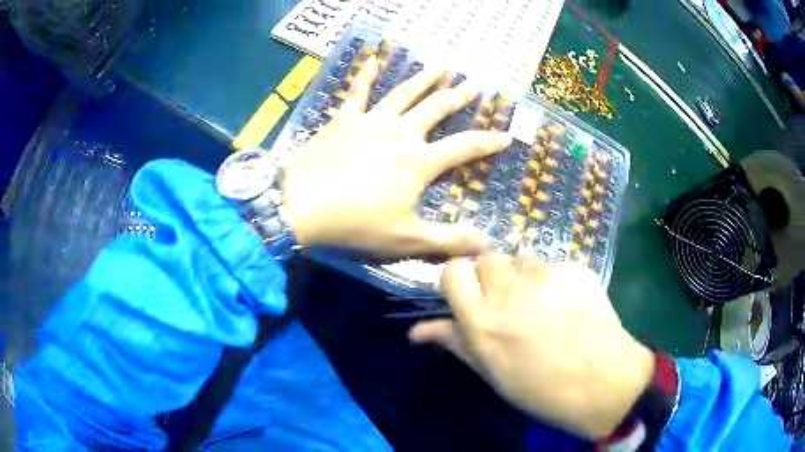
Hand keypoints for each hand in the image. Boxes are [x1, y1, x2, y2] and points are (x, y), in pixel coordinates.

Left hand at [282, 56, 511, 256]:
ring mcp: (372, 121)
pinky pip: (358, 91)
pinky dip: (366, 75)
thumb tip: (487, 243)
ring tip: (443, 64)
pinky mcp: (345, 118)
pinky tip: (373, 60)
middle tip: (477, 83)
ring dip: (426, 77)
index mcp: (420, 161)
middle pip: (438, 108)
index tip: (506, 134)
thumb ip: (449, 240)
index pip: (465, 147)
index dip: (489, 141)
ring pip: (405, 92)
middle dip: (460, 95)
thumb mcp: (407, 239)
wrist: (303, 205)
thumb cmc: (356, 224)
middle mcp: (401, 133)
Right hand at [409, 255, 654, 439]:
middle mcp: (509, 291)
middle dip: (492, 275)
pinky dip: (555, 279)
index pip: (453, 271)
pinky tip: (568, 304)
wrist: (602, 384)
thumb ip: (455, 342)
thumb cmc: (540, 389)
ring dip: (524, 275)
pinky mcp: (576, 269)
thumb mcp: (492, 372)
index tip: (469, 294)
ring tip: (541, 302)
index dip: (460, 280)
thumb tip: (416, 331)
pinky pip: (555, 265)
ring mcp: (546, 276)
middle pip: (487, 257)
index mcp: (482, 321)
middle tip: (507, 300)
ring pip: (522, 257)